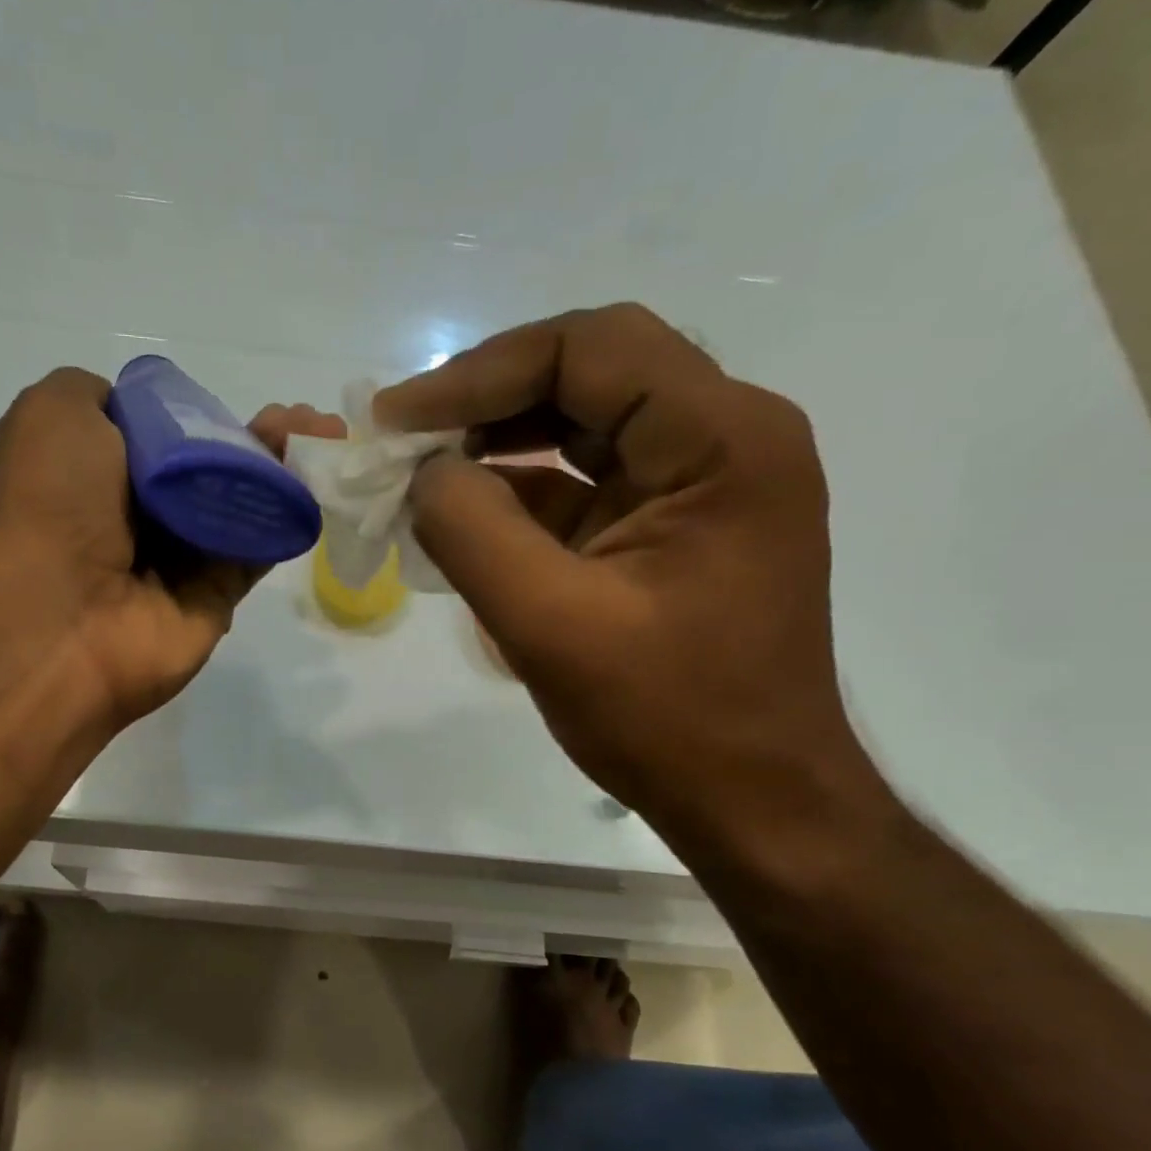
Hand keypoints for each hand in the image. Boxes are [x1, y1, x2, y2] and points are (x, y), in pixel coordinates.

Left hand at [0, 370, 343, 729]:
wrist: (57, 617)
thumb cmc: (50, 502)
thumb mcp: (53, 413)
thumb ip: (97, 397)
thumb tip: (141, 416)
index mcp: (92, 473)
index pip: (159, 436)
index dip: (202, 415)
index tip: (235, 402)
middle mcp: (134, 517)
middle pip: (208, 469)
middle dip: (257, 438)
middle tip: (307, 419)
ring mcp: (176, 561)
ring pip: (239, 505)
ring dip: (284, 468)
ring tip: (329, 435)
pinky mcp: (213, 598)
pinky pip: (256, 549)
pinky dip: (288, 515)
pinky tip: (320, 478)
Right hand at [374, 306, 875, 836]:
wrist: (752, 801)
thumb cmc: (667, 717)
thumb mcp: (549, 624)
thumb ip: (471, 532)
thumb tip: (424, 472)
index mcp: (722, 440)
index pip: (592, 349)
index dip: (481, 373)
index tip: (399, 419)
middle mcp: (725, 438)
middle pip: (590, 372)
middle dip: (486, 400)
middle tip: (403, 437)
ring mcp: (701, 483)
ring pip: (584, 425)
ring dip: (497, 443)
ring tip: (420, 473)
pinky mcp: (671, 527)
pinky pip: (586, 483)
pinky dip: (519, 494)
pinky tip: (462, 516)